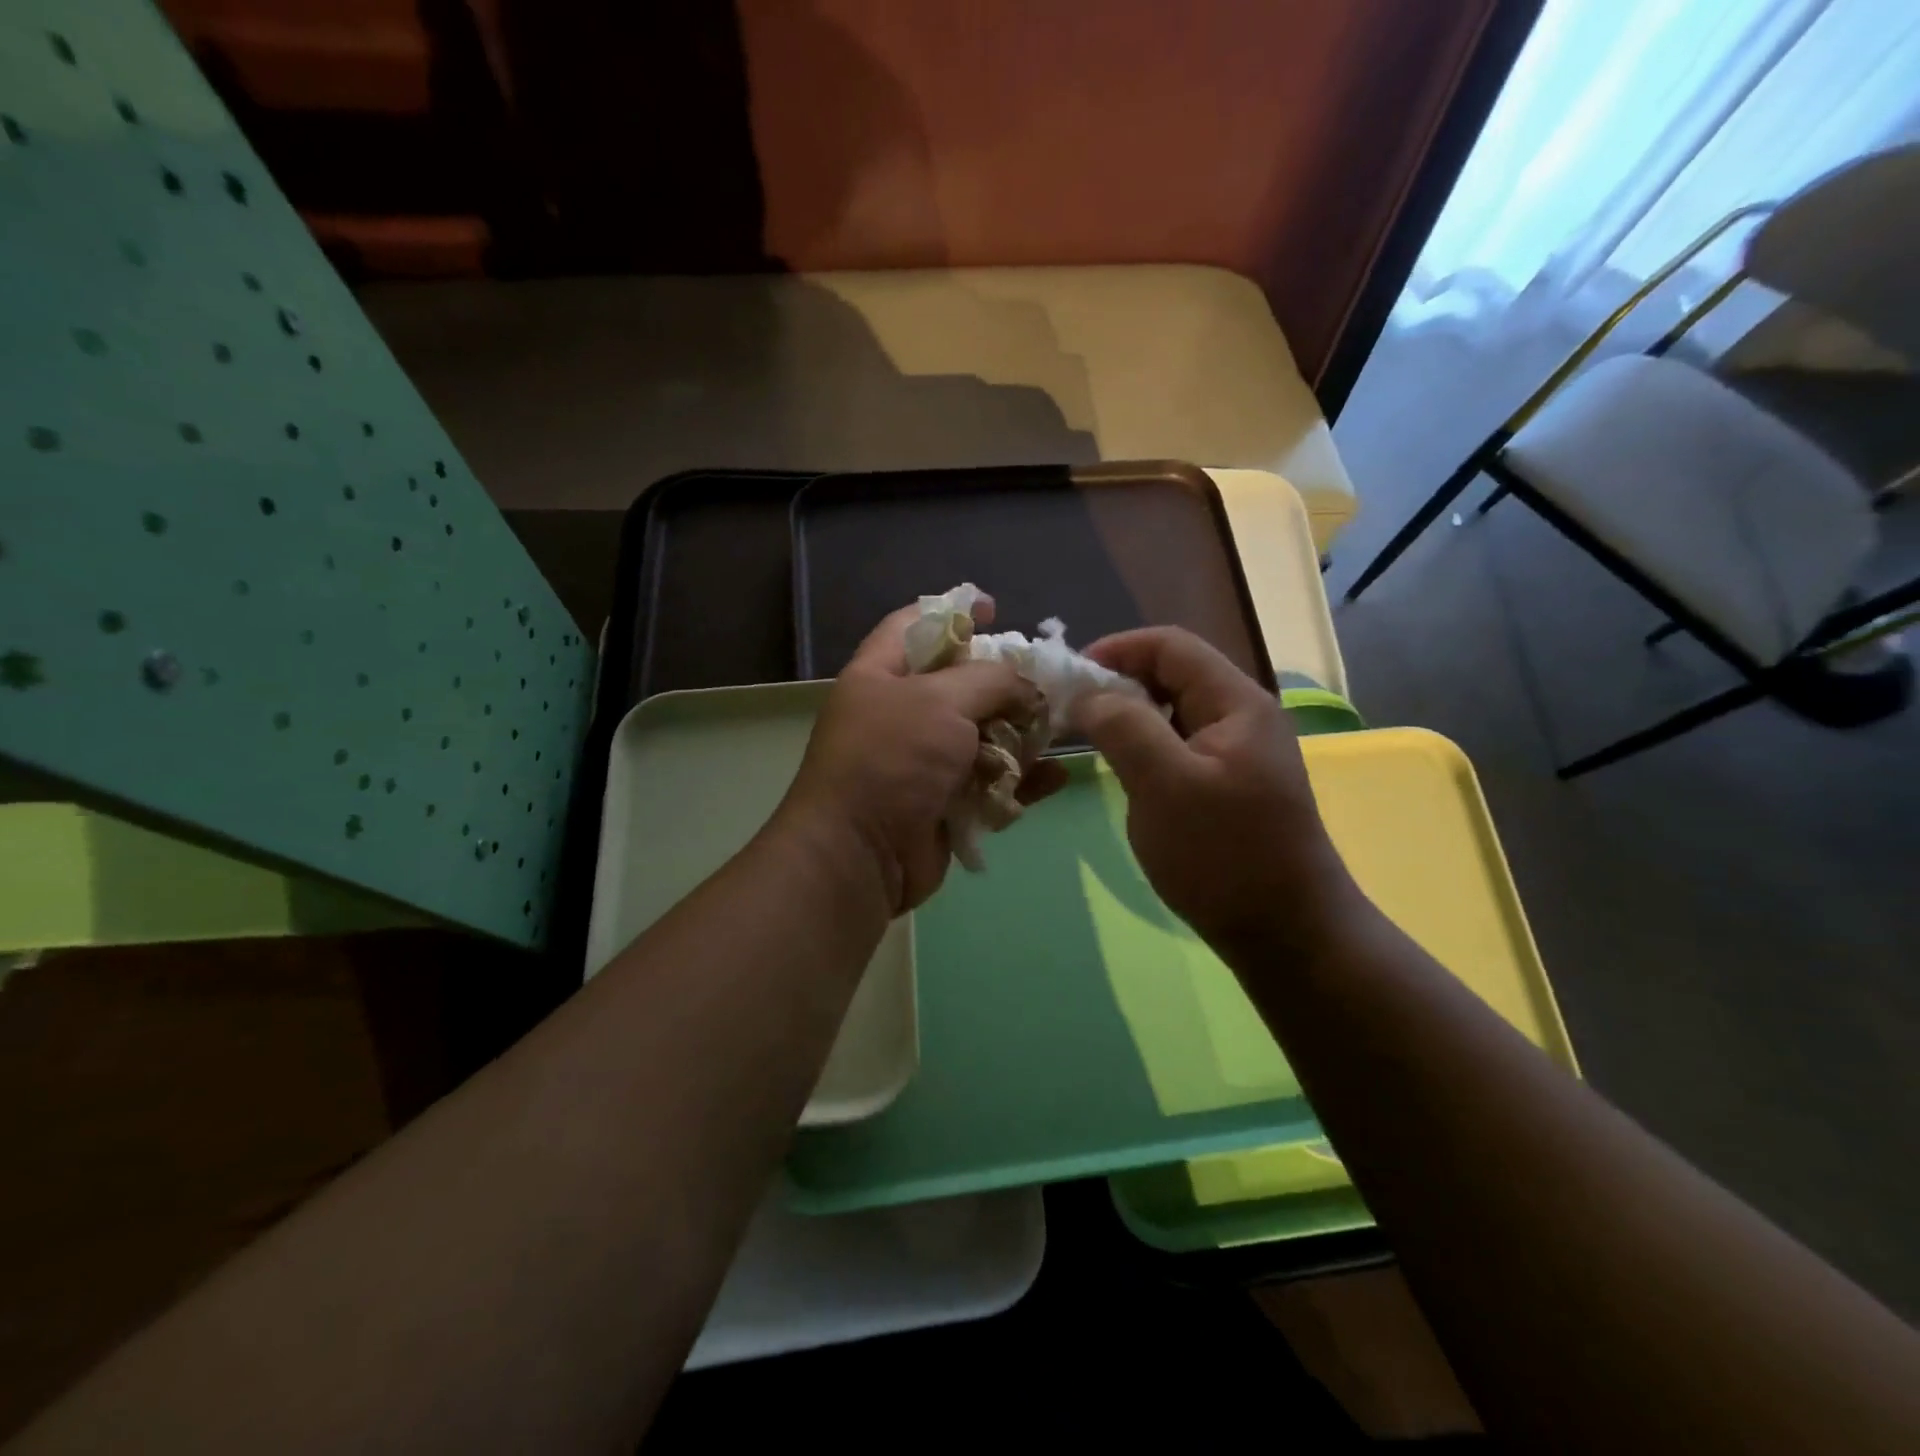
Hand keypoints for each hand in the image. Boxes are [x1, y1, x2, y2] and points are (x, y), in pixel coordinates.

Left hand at [779, 596, 1060, 913]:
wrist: (862, 854)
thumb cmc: (892, 759)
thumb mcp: (940, 701)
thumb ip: (991, 680)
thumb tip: (1028, 688)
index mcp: (882, 674)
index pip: (916, 625)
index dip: (954, 610)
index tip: (995, 608)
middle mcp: (901, 713)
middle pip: (961, 683)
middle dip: (1005, 681)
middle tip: (1047, 679)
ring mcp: (924, 761)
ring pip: (984, 735)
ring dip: (1022, 733)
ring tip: (1059, 727)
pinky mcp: (946, 802)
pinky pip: (992, 783)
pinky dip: (1022, 780)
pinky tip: (1055, 776)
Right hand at [1072, 627, 1361, 963]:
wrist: (1286, 933)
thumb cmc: (1224, 856)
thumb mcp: (1165, 785)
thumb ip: (1124, 727)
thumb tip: (1089, 695)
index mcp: (1236, 702)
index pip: (1170, 645)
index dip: (1116, 649)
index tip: (1069, 678)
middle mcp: (1242, 715)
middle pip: (1173, 674)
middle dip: (1119, 683)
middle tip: (1071, 712)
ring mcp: (1239, 751)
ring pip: (1174, 712)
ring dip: (1130, 716)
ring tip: (1089, 739)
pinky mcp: (1230, 783)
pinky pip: (1180, 746)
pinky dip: (1146, 746)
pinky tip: (1125, 771)